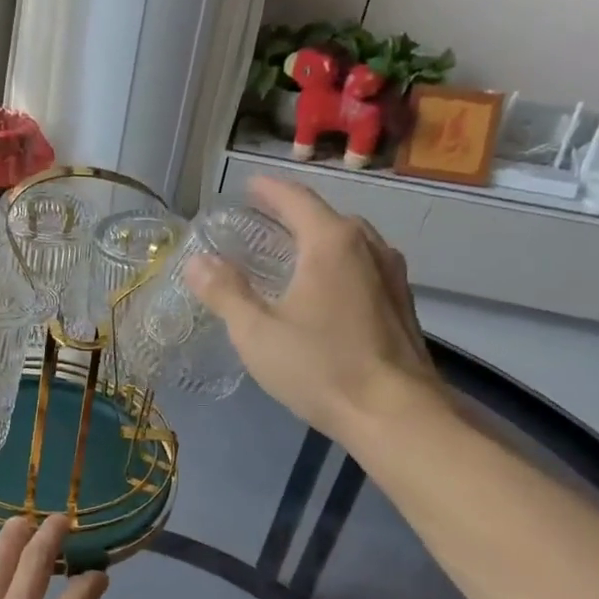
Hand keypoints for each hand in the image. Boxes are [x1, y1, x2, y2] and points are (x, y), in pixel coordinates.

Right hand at [184, 175, 446, 444]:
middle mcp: (368, 246)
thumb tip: (197, 262)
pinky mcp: (401, 302)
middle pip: (326, 216)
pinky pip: (362, 265)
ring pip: (349, 241)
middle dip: (292, 214)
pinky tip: (323, 289)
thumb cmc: (320, 367)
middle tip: (262, 222)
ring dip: (318, 239)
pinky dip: (337, 263)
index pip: (296, 199)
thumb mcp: (257, 332)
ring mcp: (391, 274)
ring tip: (291, 252)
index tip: (248, 185)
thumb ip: (225, 292)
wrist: (394, 413)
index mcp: (332, 242)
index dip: (269, 190)